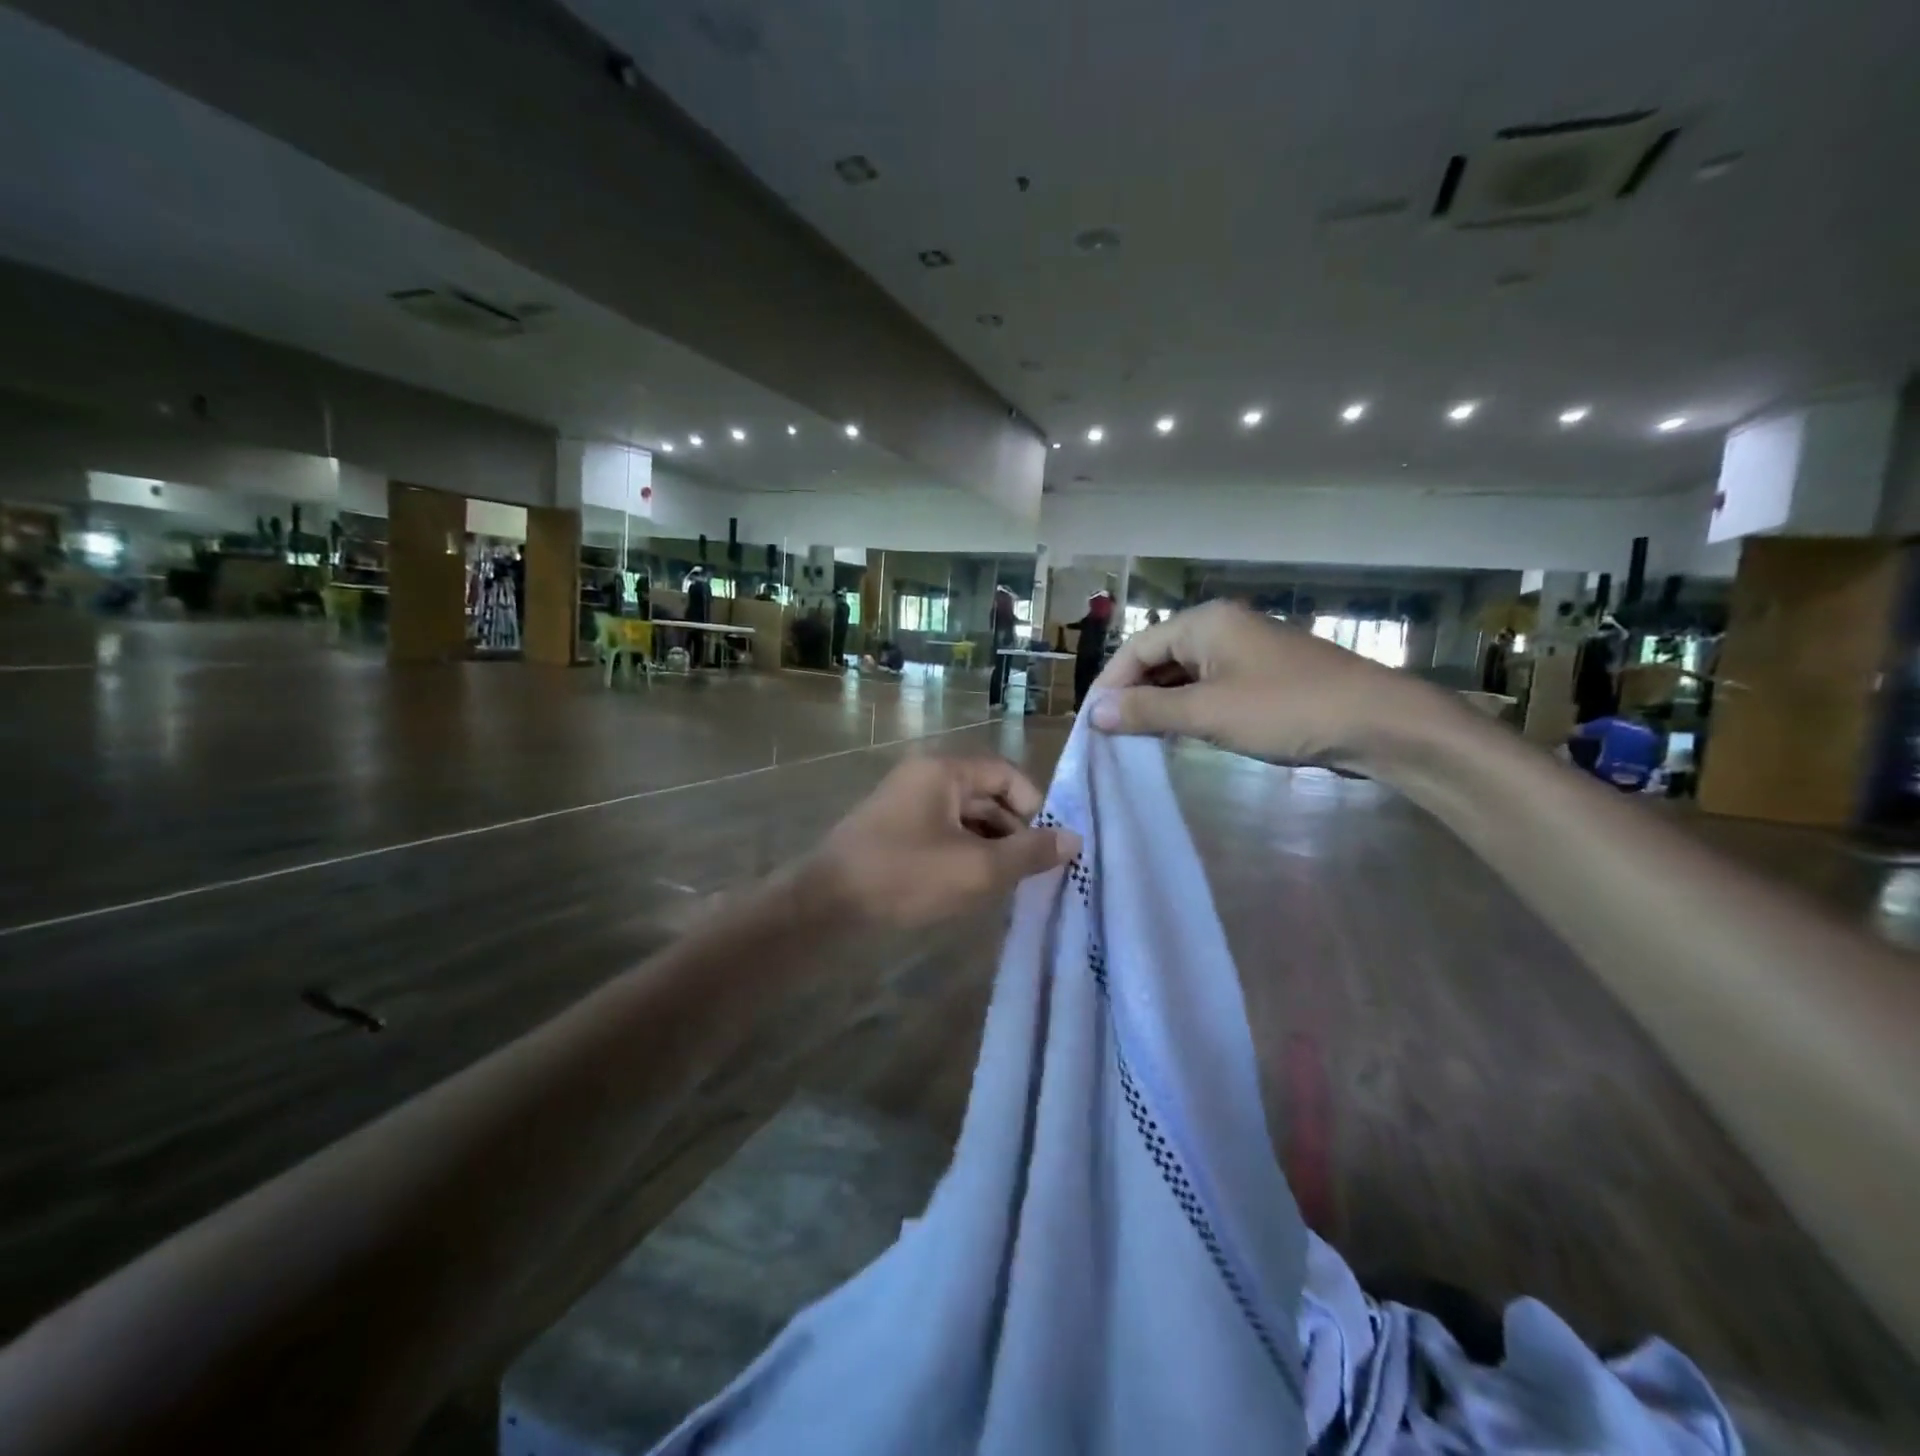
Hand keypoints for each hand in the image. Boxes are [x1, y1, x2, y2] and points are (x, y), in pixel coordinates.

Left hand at [806, 757, 1080, 928]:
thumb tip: (1074, 839)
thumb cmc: (905, 876)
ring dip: (991, 846)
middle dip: (1014, 832)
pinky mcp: (895, 831)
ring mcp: (907, 803)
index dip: (1035, 807)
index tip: (1048, 847)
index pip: (1007, 774)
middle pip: (987, 795)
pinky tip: (973, 887)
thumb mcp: (976, 868)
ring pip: (966, 818)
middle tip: (1033, 872)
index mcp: (944, 771)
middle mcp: (926, 777)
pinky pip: (943, 833)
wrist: (825, 905)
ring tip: (1008, 885)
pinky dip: (964, 854)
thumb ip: (1028, 853)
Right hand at [1089, 601, 1452, 768]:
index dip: (1110, 684)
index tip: (1092, 723)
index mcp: (1204, 623)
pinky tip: (1178, 735)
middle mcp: (1221, 628)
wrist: (1376, 723)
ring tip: (1136, 739)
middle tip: (1111, 735)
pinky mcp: (1261, 677)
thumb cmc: (1285, 710)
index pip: (1137, 648)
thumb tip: (1095, 713)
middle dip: (1133, 695)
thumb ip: (1148, 711)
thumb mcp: (1208, 713)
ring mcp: (1244, 651)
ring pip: (1184, 675)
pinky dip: (1188, 708)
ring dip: (1159, 704)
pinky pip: (1209, 687)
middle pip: (1158, 658)